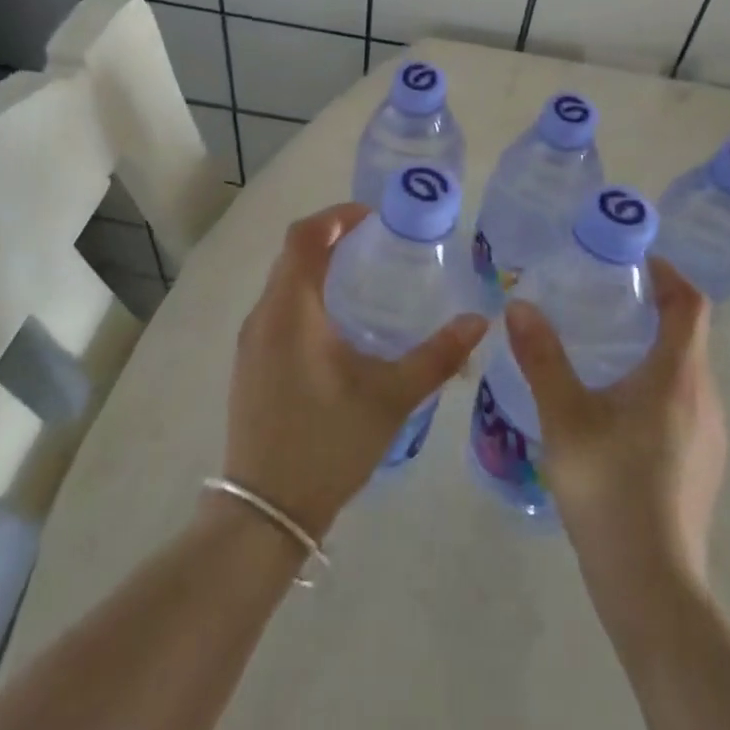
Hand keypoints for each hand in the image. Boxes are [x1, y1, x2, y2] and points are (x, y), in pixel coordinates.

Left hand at [222, 203, 488, 541]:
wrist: (265, 513)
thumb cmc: (327, 443)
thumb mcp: (391, 397)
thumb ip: (437, 356)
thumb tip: (479, 321)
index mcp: (291, 310)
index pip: (304, 236)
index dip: (337, 216)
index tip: (375, 218)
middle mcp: (264, 316)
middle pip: (293, 255)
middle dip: (333, 240)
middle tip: (379, 245)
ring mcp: (251, 343)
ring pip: (284, 284)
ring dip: (318, 269)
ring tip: (365, 280)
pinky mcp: (250, 366)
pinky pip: (278, 311)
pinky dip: (307, 298)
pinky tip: (340, 328)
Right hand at [504, 258, 725, 583]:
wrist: (652, 587)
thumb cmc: (610, 488)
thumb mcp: (564, 417)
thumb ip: (542, 358)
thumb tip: (520, 306)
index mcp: (678, 376)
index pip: (690, 303)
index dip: (668, 274)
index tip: (635, 262)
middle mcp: (704, 398)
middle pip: (689, 335)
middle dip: (654, 309)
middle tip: (606, 300)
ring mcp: (710, 436)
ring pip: (686, 373)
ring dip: (654, 349)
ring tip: (604, 350)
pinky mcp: (703, 466)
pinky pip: (683, 405)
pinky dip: (656, 386)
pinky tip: (616, 411)